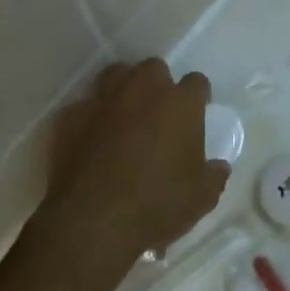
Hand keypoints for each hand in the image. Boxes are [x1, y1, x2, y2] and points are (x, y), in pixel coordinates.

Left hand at [36, 60, 230, 281]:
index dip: (197, 96)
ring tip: (124, 115)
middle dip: (158, 84)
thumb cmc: (157, 205)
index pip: (196, 82)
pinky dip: (89, 118)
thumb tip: (219, 167)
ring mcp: (104, 100)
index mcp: (180, 104)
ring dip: (123, 89)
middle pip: (154, 68)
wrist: (94, 222)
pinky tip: (90, 139)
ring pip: (116, 75)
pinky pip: (83, 107)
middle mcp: (143, 90)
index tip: (196, 112)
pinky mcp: (70, 117)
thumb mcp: (201, 198)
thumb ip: (214, 175)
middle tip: (158, 112)